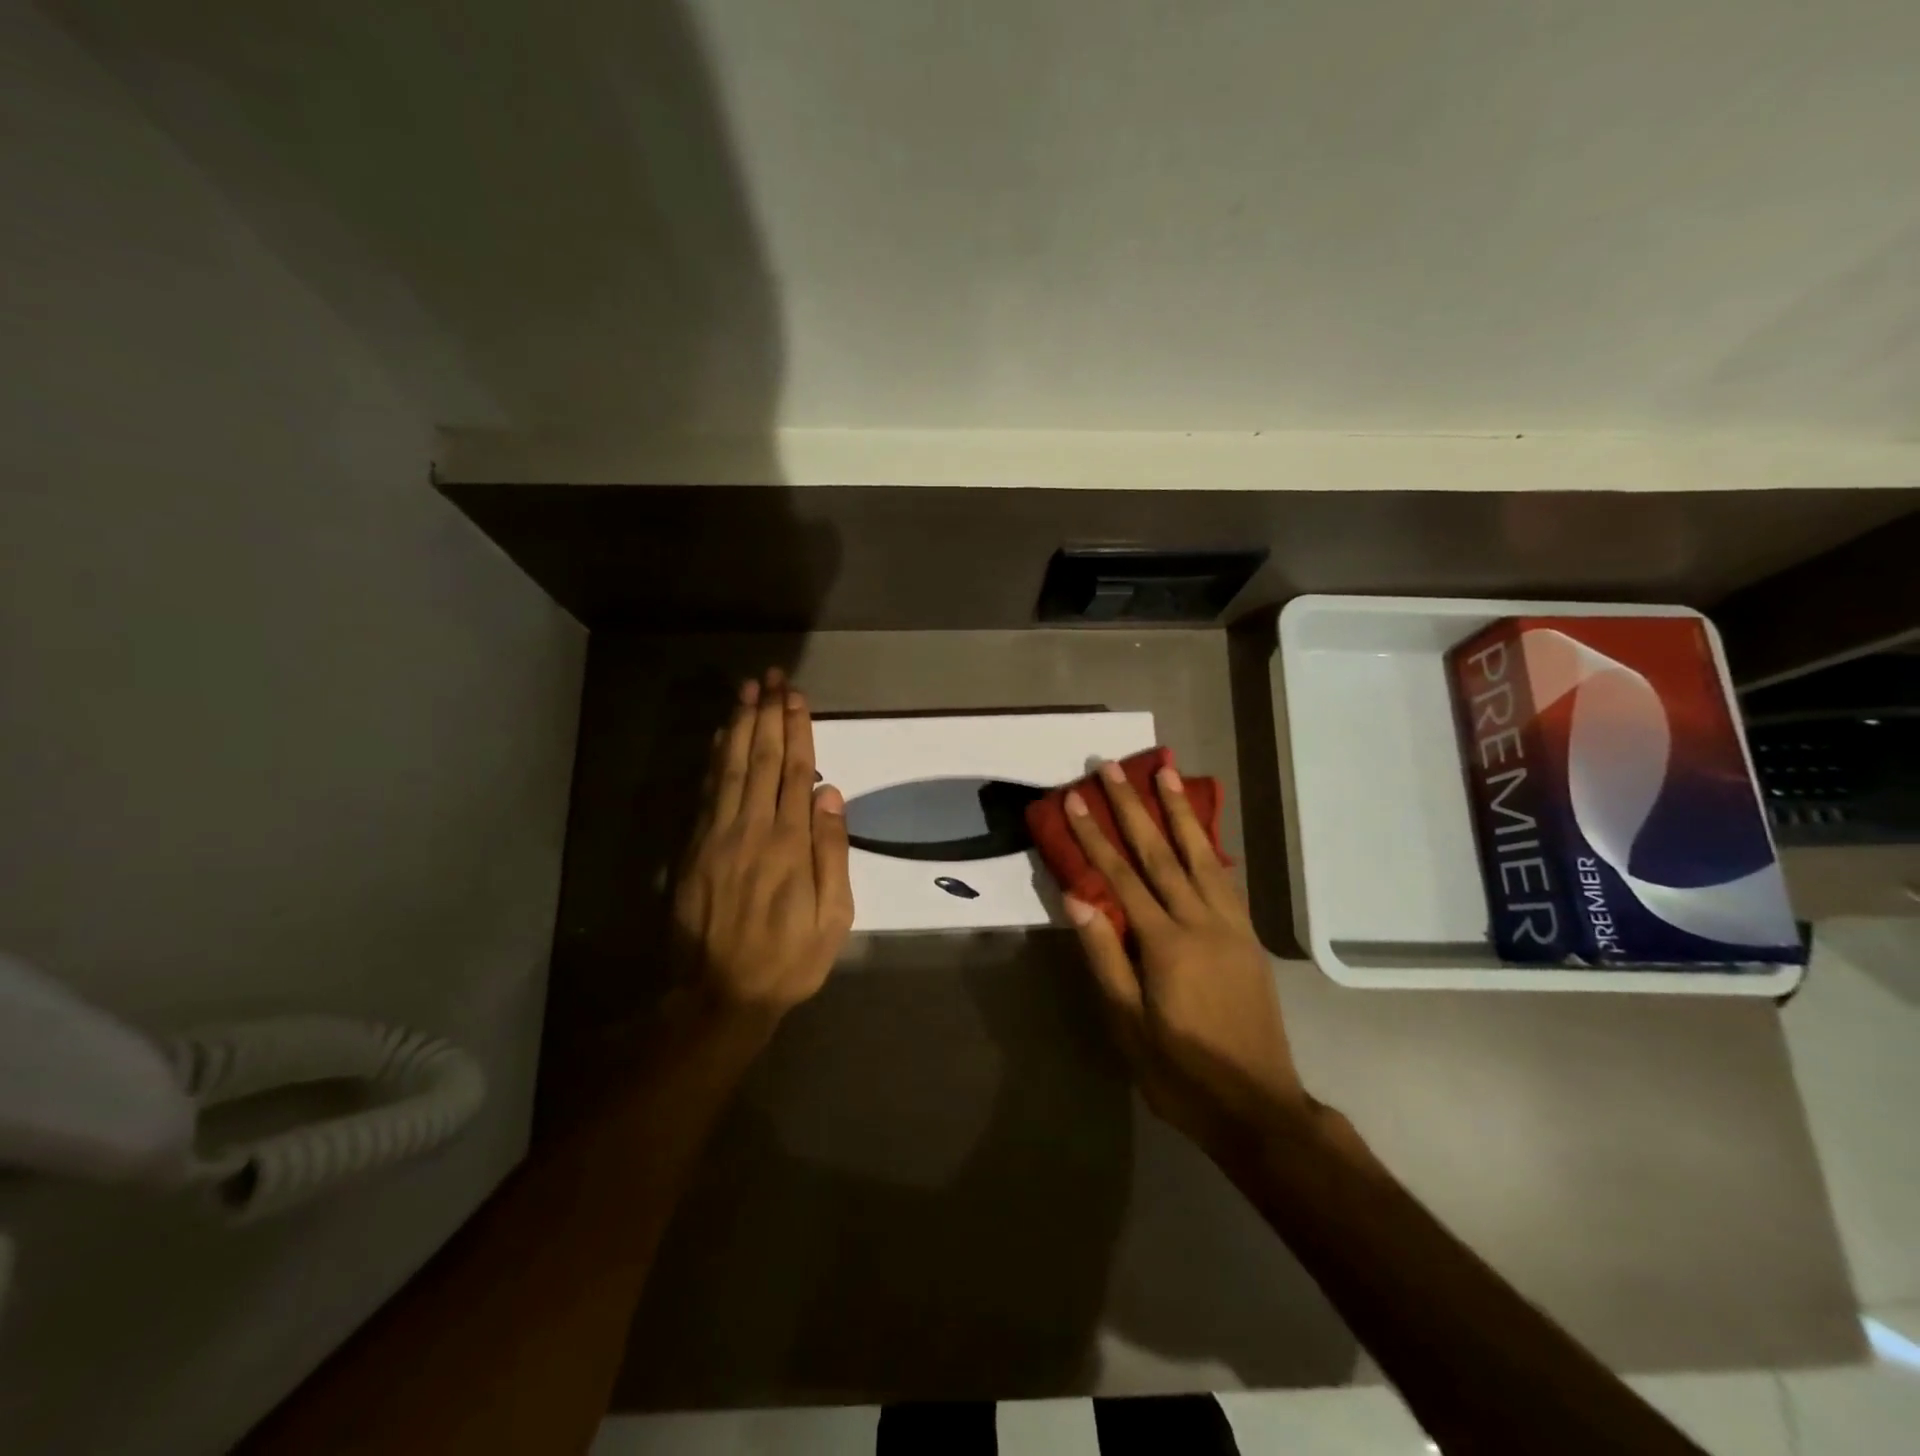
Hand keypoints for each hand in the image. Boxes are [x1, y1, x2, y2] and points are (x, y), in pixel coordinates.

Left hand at [672, 671, 853, 1025]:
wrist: (719, 995)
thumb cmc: (788, 960)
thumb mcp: (832, 919)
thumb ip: (832, 854)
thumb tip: (830, 796)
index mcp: (789, 845)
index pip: (795, 773)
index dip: (797, 732)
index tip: (797, 698)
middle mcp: (752, 829)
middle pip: (761, 760)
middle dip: (768, 715)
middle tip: (771, 678)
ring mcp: (717, 836)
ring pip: (731, 768)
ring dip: (740, 726)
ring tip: (746, 691)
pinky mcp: (694, 848)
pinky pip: (707, 792)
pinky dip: (715, 759)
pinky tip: (721, 736)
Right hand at [1062, 760, 1306, 1156]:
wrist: (1258, 1108)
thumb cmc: (1181, 1072)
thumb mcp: (1128, 1024)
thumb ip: (1103, 955)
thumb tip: (1076, 896)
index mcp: (1166, 944)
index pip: (1121, 878)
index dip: (1096, 837)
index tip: (1077, 799)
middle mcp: (1202, 923)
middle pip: (1161, 853)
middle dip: (1134, 807)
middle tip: (1115, 767)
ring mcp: (1231, 927)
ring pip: (1201, 856)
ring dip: (1179, 813)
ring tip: (1165, 774)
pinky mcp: (1248, 937)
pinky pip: (1225, 879)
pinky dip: (1208, 846)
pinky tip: (1199, 831)